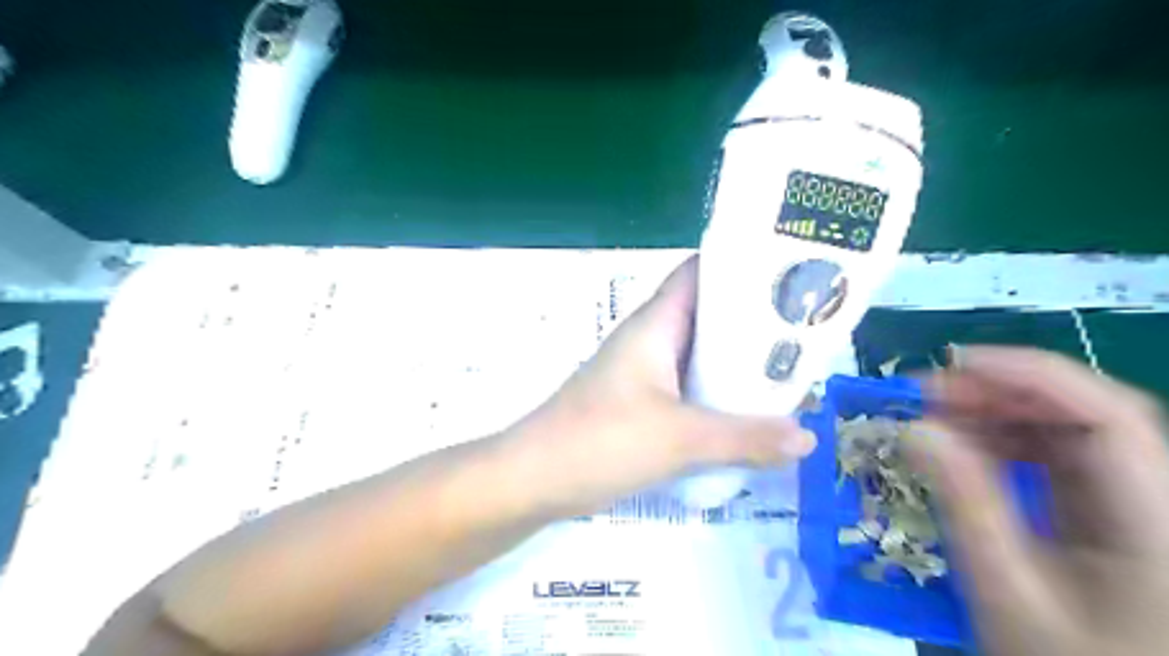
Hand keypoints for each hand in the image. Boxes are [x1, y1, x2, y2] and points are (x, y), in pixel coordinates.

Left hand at [507, 257, 813, 517]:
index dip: (742, 265)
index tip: (792, 273)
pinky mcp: (641, 405)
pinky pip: (689, 389)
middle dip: (754, 322)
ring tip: (791, 372)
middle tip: (807, 332)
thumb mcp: (680, 437)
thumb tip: (808, 435)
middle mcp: (650, 340)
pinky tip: (749, 414)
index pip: (700, 273)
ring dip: (738, 364)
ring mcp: (644, 374)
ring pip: (700, 356)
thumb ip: (745, 437)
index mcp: (655, 325)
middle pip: (708, 316)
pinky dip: (718, 395)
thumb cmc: (602, 440)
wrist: (534, 479)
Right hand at [913, 345, 1168, 654]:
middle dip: (1003, 392)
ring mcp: (1139, 509)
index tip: (954, 364)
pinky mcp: (1112, 517)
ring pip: (1073, 434)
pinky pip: (1062, 459)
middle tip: (927, 393)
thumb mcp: (1006, 592)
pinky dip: (1007, 443)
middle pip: (1090, 416)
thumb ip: (965, 506)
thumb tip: (914, 429)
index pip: (1109, 417)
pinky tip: (963, 447)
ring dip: (1000, 415)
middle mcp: (1160, 503)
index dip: (1031, 375)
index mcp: (1157, 525)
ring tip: (935, 416)